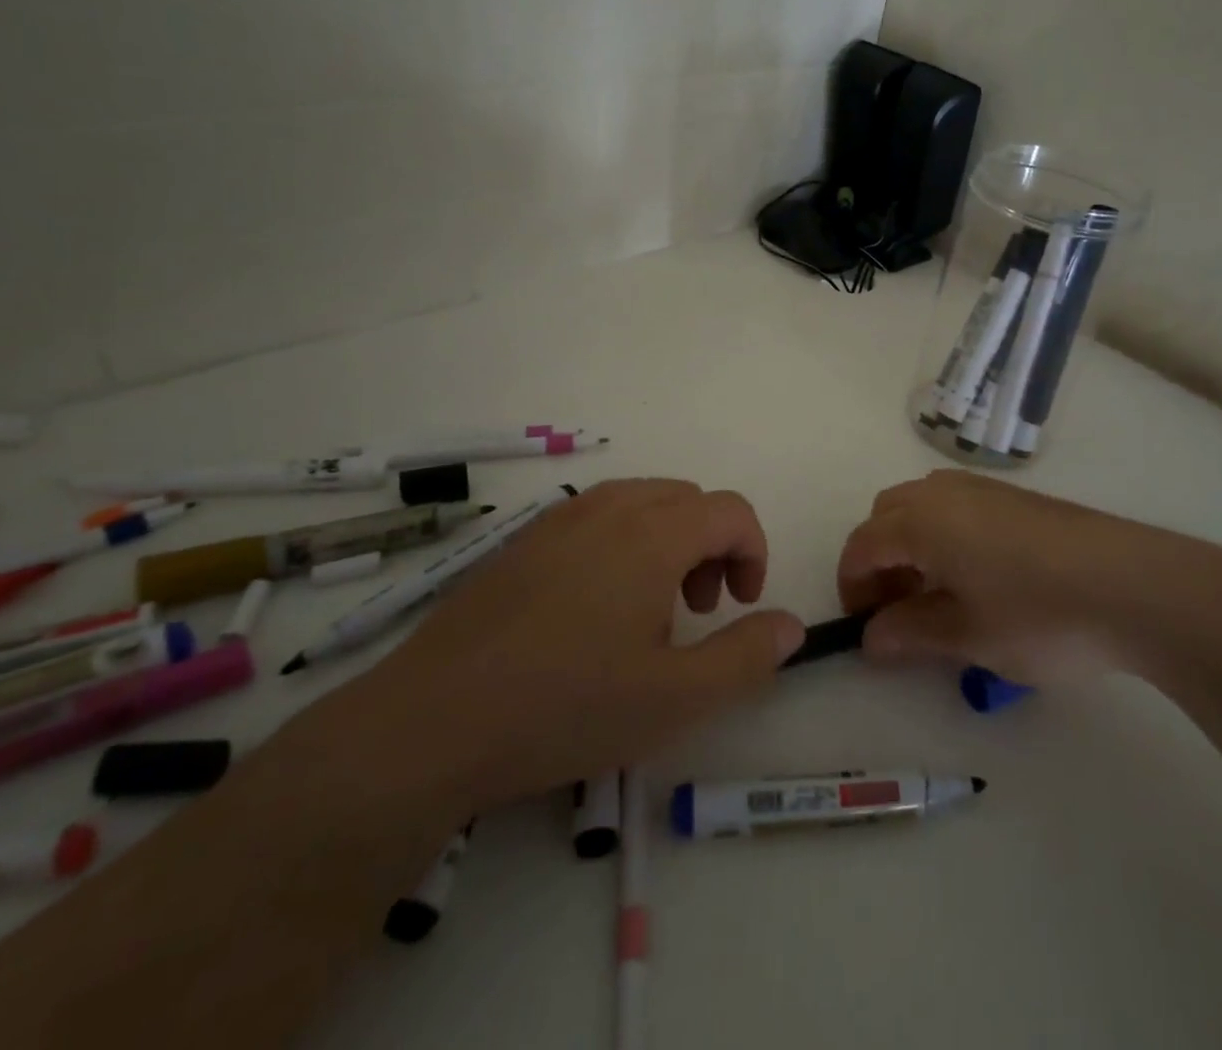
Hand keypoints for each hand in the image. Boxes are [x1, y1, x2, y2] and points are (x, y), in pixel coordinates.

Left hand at [316, 479, 805, 817]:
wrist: (430, 723)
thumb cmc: (566, 707)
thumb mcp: (676, 698)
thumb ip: (746, 655)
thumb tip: (792, 625)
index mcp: (652, 533)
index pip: (730, 510)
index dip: (754, 552)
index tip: (742, 606)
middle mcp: (608, 509)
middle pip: (687, 499)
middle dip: (712, 545)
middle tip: (698, 610)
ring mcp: (558, 519)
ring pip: (640, 502)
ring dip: (668, 540)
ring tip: (650, 608)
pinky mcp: (522, 540)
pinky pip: (595, 517)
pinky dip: (622, 543)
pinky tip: (593, 609)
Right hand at [837, 470, 1221, 685]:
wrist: (1135, 585)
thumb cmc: (1040, 615)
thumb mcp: (968, 637)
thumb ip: (910, 633)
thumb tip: (871, 637)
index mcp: (921, 521)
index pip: (862, 545)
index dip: (853, 586)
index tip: (864, 627)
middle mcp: (943, 492)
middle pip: (886, 515)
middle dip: (879, 560)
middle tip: (899, 609)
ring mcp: (983, 488)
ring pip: (922, 505)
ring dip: (911, 543)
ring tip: (939, 594)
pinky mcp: (1017, 496)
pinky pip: (956, 505)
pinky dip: (944, 533)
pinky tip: (980, 575)